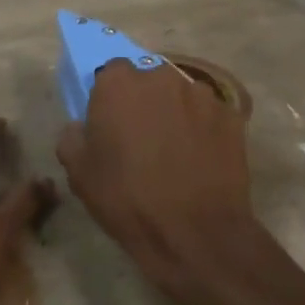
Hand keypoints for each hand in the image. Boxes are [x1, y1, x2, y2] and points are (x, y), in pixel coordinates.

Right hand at [56, 61, 270, 301]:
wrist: (194, 233)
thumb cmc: (127, 199)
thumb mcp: (78, 173)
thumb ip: (72, 137)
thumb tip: (81, 127)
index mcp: (119, 83)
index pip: (110, 72)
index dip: (109, 97)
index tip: (110, 122)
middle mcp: (161, 77)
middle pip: (148, 80)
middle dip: (143, 101)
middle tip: (140, 136)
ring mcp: (201, 95)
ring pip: (181, 95)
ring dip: (174, 112)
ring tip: (174, 149)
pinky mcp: (231, 116)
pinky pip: (208, 115)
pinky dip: (203, 129)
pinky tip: (199, 159)